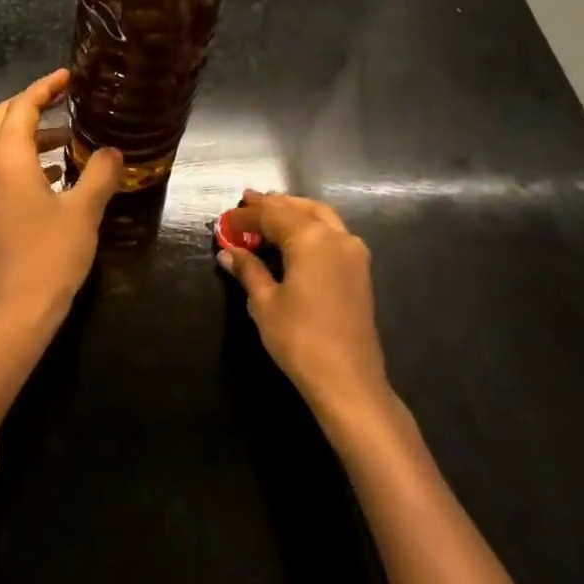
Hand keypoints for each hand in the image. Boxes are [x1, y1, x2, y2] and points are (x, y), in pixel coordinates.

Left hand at [0, 70, 122, 328]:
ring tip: (66, 137)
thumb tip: (113, 152)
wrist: (16, 312)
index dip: (44, 88)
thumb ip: (100, 174)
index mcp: (7, 161)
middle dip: (30, 104)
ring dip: (28, 133)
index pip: (21, 107)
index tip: (68, 76)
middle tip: (64, 99)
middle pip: (1, 118)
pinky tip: (55, 172)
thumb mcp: (84, 212)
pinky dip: (23, 157)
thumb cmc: (51, 256)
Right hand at [219, 190, 391, 421]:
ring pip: (320, 215)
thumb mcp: (265, 303)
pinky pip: (332, 232)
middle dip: (270, 205)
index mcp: (310, 238)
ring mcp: (353, 251)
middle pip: (297, 209)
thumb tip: (228, 252)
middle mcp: (335, 235)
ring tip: (269, 212)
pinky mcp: (360, 269)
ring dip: (293, 211)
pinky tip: (295, 236)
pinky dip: (310, 225)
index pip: (270, 215)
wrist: (349, 382)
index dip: (244, 216)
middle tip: (246, 202)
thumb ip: (248, 270)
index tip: (223, 221)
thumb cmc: (301, 340)